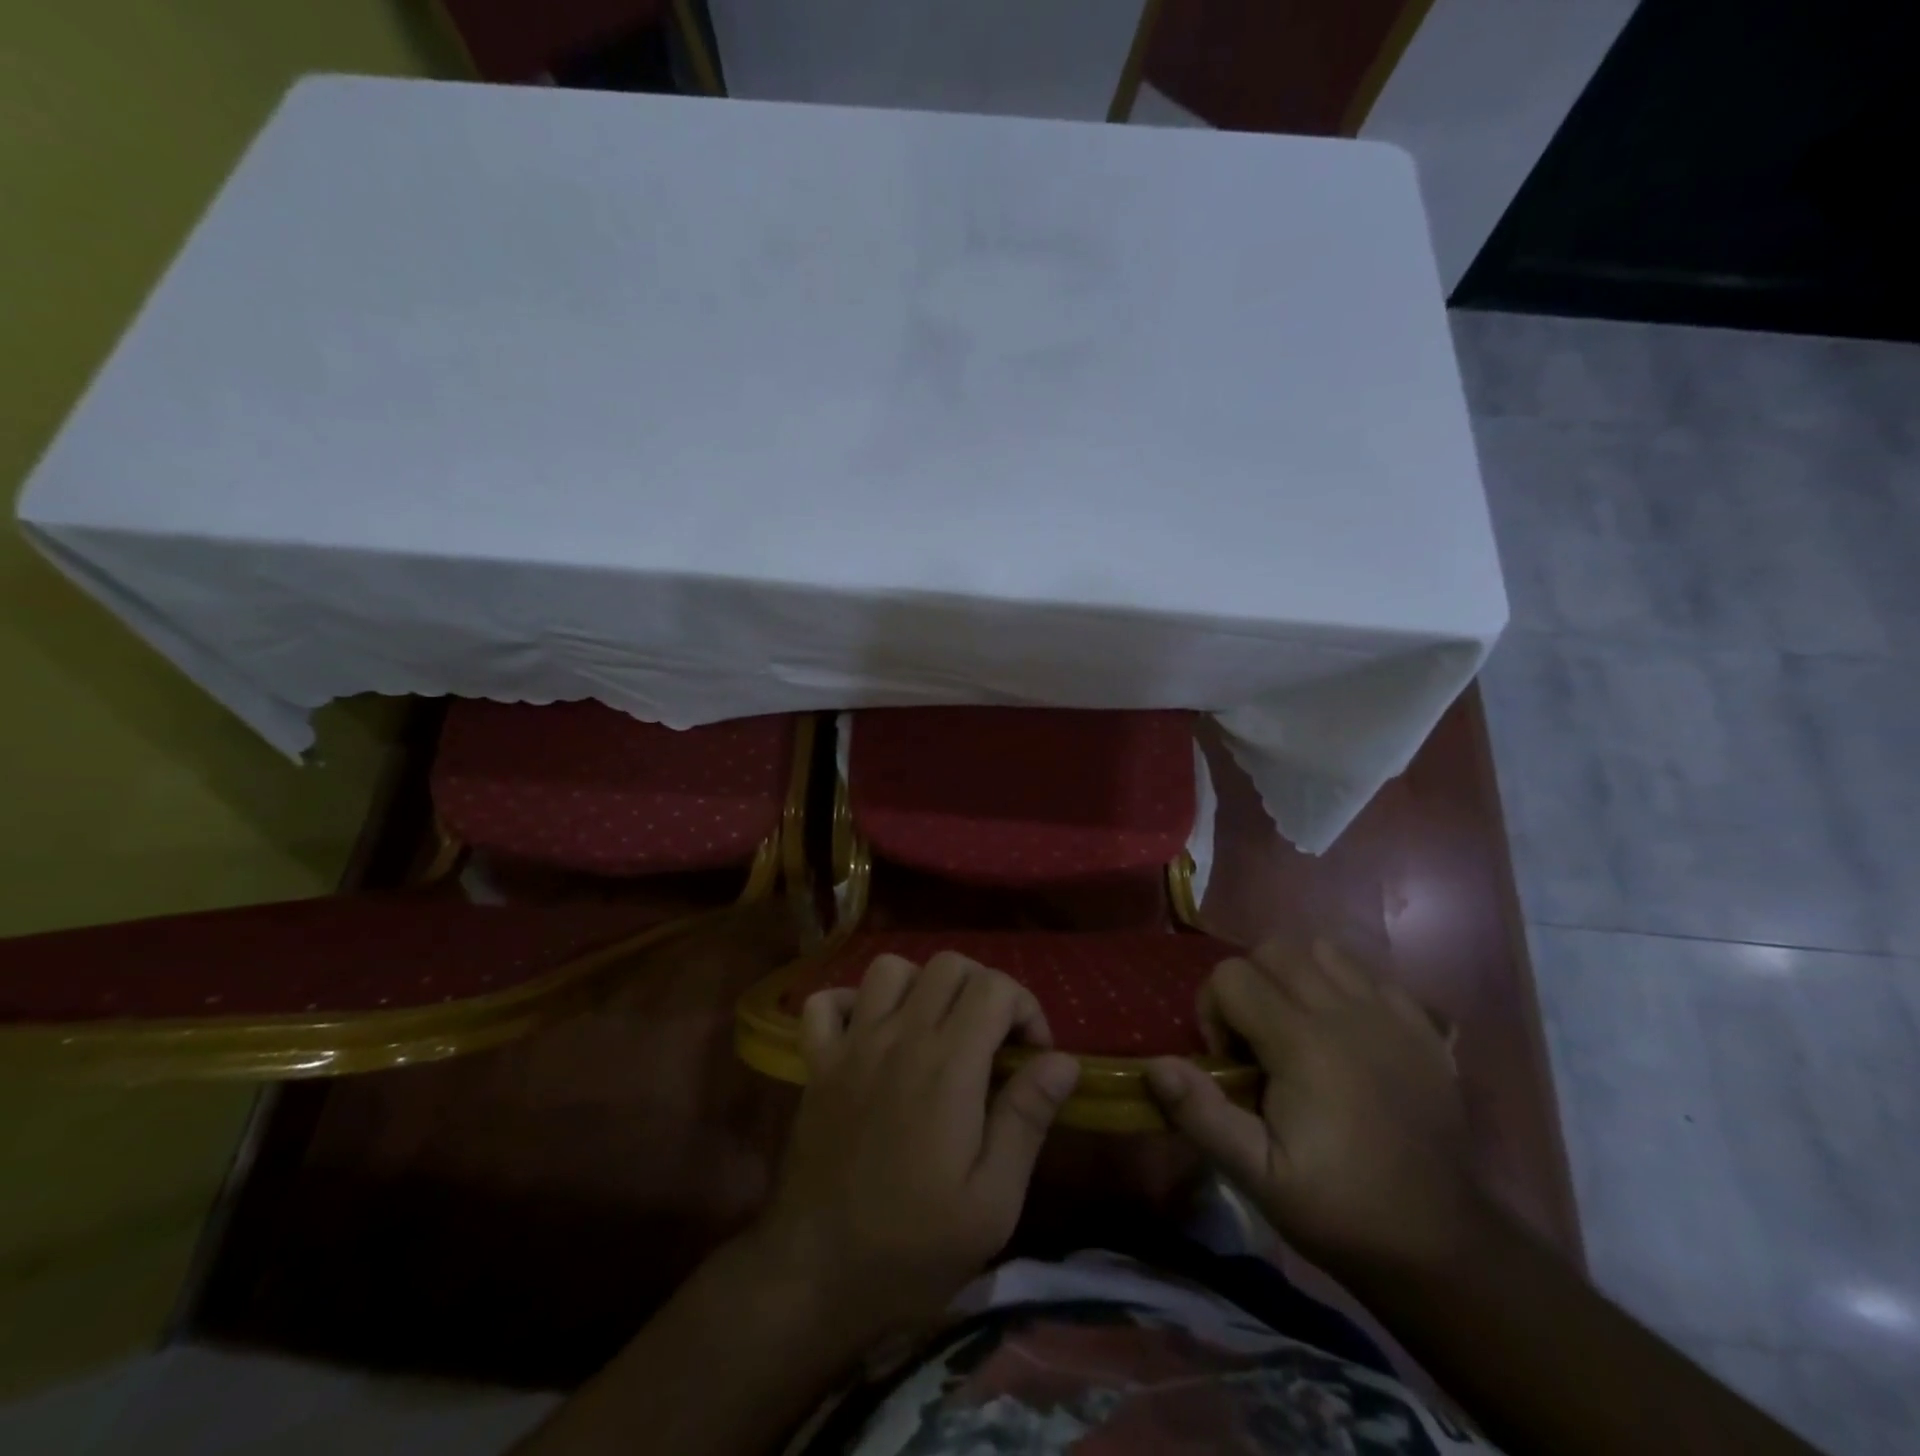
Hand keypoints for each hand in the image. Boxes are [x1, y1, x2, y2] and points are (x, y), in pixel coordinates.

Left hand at [751, 951, 1080, 1342]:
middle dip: (984, 988)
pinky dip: (852, 1002)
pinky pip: (826, 1002)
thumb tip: (1063, 1060)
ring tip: (937, 1029)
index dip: (1026, 1008)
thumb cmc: (914, 1247)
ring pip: (890, 968)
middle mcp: (899, 1036)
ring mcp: (851, 1045)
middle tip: (993, 1040)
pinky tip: (871, 1032)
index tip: (1033, 1056)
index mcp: (948, 1065)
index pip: (995, 987)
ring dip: (922, 986)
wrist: (816, 1276)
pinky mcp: (817, 1063)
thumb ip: (1026, 1118)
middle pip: (948, 965)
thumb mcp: (992, 1202)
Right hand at [1146, 939, 1488, 1276]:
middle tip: (1255, 1040)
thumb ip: (1202, 1114)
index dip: (1213, 1011)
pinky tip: (1344, 1030)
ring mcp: (1389, 1015)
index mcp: (1302, 1043)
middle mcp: (1345, 1012)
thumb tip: (1154, 1064)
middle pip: (1273, 950)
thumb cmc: (1341, 1209)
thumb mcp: (1258, 1177)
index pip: (1231, 975)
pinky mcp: (1421, 1027)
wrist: (1442, 1245)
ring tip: (1295, 1027)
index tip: (1228, 1063)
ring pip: (1321, 950)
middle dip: (1249, 984)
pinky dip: (1344, 986)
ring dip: (1295, 976)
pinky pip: (1368, 973)